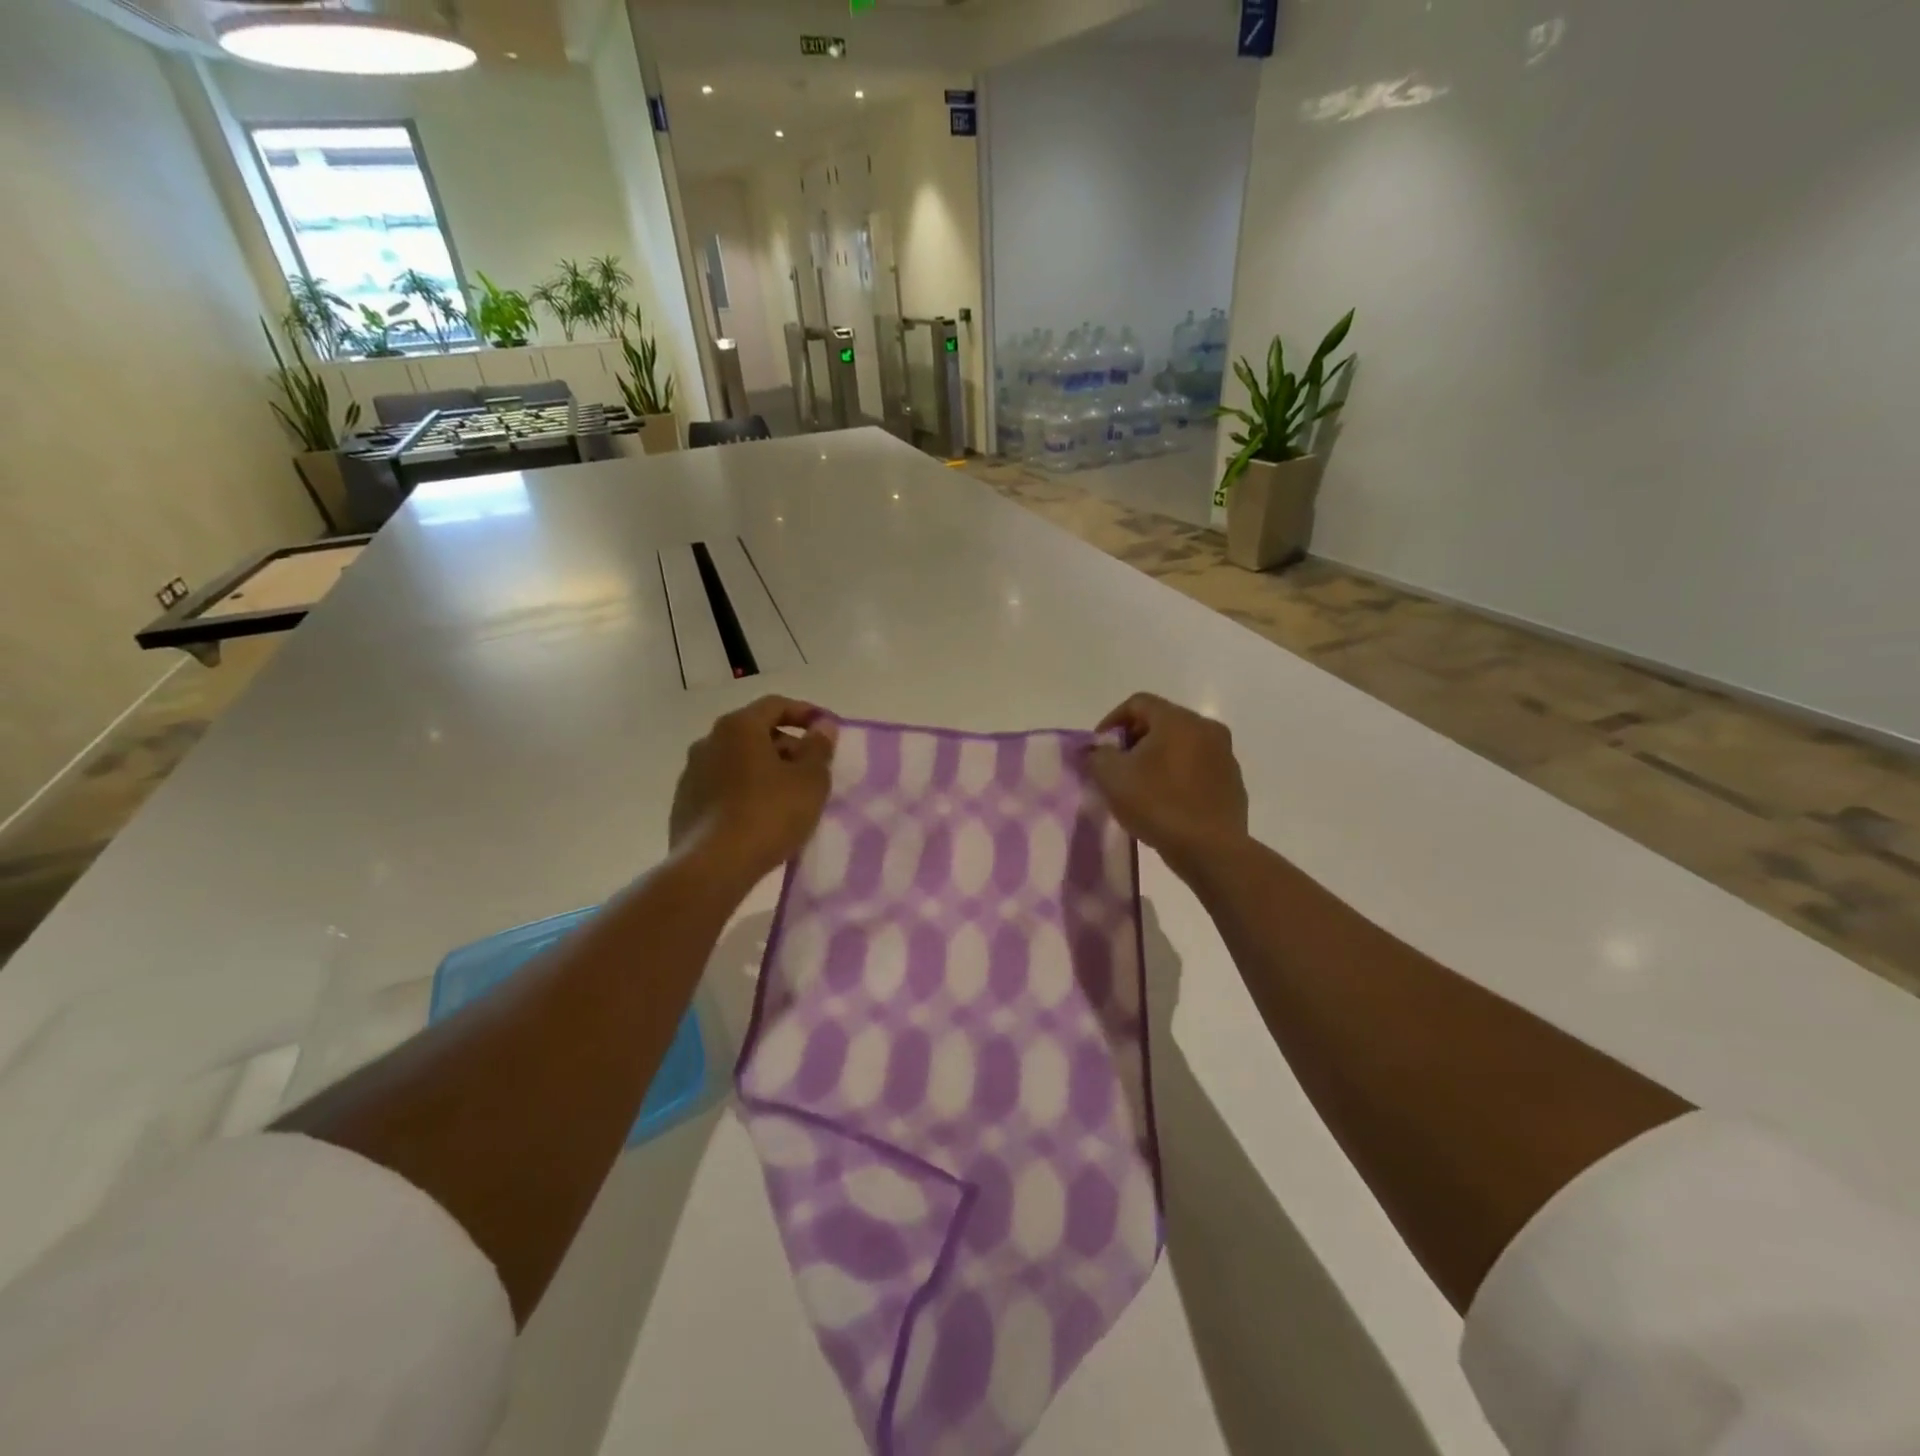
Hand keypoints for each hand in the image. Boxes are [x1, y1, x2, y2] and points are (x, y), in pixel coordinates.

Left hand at [670, 697, 837, 881]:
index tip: (827, 730)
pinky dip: (744, 792)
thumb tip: (822, 726)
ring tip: (788, 796)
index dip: (806, 713)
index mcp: (738, 727)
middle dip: (786, 745)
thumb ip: (819, 748)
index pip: (775, 705)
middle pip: (754, 732)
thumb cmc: (768, 814)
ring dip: (764, 770)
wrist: (712, 867)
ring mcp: (691, 774)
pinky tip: (760, 817)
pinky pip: (722, 787)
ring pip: (737, 761)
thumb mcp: (810, 780)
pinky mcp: (684, 805)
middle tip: (812, 769)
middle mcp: (708, 742)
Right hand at [1082, 693, 1248, 873]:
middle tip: (1117, 766)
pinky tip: (1166, 802)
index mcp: (1178, 720)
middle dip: (1135, 740)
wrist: (1210, 849)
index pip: (1138, 703)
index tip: (1099, 748)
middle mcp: (1206, 728)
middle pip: (1162, 722)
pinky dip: (1178, 776)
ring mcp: (1225, 756)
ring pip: (1182, 746)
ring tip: (1140, 786)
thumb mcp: (1112, 777)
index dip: (1111, 721)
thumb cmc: (1157, 804)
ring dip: (1158, 759)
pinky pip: (1198, 769)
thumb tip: (1099, 751)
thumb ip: (1098, 755)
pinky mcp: (1233, 783)